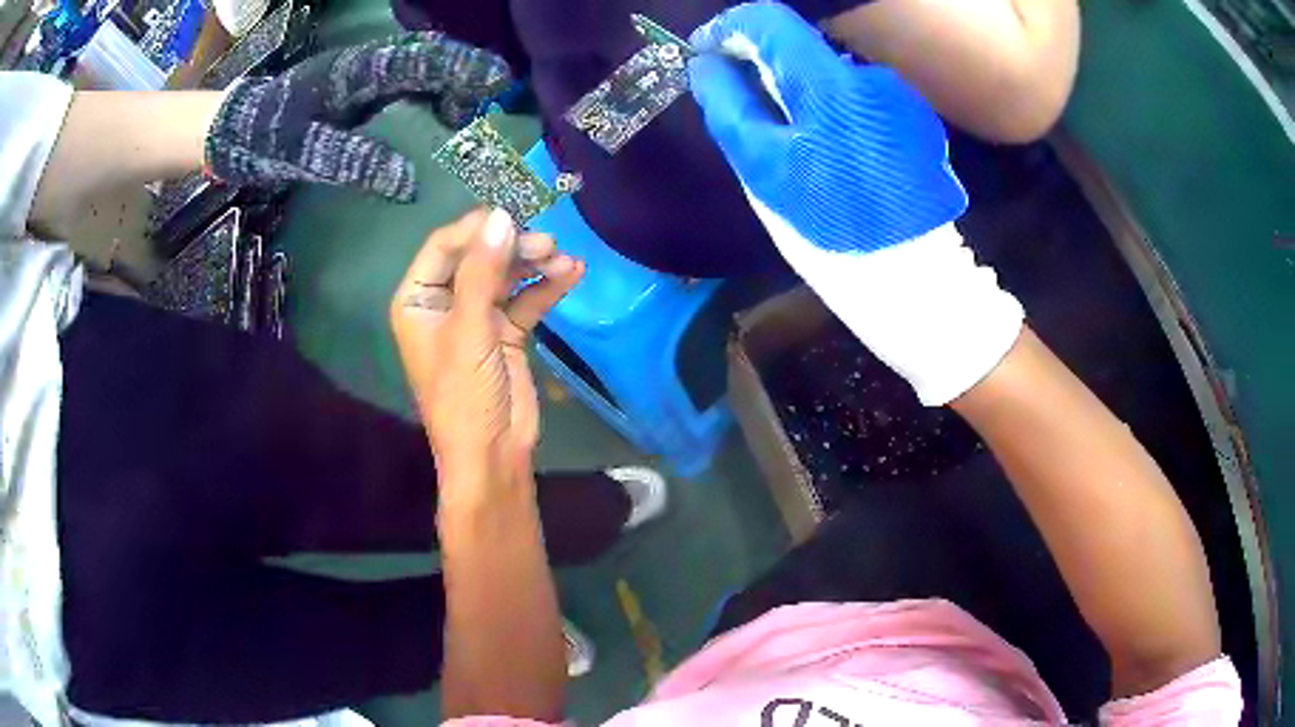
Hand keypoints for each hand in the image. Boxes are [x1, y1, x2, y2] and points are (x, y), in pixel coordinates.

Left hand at [205, 32, 511, 201]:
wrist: (232, 129)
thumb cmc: (264, 135)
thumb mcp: (304, 151)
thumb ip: (354, 160)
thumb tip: (409, 182)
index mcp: (357, 71)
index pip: (421, 61)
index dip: (462, 68)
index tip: (499, 80)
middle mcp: (366, 66)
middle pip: (427, 60)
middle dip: (460, 76)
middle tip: (482, 107)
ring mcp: (360, 78)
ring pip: (416, 72)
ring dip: (444, 88)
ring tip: (461, 118)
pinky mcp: (353, 93)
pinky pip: (400, 88)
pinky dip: (423, 99)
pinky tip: (428, 121)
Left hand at [391, 209, 583, 496]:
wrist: (493, 455)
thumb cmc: (464, 396)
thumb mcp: (470, 331)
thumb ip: (483, 272)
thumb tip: (501, 216)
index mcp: (418, 299)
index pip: (444, 247)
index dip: (476, 229)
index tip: (513, 217)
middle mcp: (445, 301)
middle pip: (480, 256)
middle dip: (513, 247)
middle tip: (547, 244)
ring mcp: (478, 316)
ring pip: (507, 274)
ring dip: (535, 264)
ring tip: (564, 260)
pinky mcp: (506, 331)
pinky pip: (527, 298)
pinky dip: (547, 286)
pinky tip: (572, 273)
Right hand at [687, 2, 1023, 405]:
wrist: (910, 278)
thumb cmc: (826, 226)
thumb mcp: (762, 168)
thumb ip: (729, 105)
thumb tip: (707, 64)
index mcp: (827, 82)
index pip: (768, 21)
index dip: (728, 30)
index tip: (708, 54)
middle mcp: (867, 75)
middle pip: (799, 44)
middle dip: (762, 64)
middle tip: (741, 103)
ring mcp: (897, 97)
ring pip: (828, 72)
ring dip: (799, 89)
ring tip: (790, 138)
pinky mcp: (914, 120)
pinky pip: (857, 96)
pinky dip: (832, 108)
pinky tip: (833, 151)